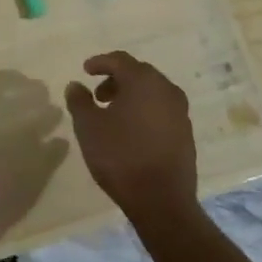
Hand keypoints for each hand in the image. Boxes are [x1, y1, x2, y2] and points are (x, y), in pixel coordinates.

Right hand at [64, 52, 198, 229]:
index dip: (100, 62)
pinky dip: (144, 111)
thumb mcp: (88, 127)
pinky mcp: (186, 133)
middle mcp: (166, 90)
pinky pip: (161, 110)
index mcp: (143, 81)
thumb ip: (79, 101)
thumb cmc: (120, 156)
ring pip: (152, 92)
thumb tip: (76, 85)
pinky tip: (131, 131)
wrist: (162, 201)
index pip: (120, 60)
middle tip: (97, 95)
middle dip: (116, 79)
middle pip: (138, 73)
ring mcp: (180, 112)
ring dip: (130, 96)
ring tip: (111, 114)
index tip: (85, 70)